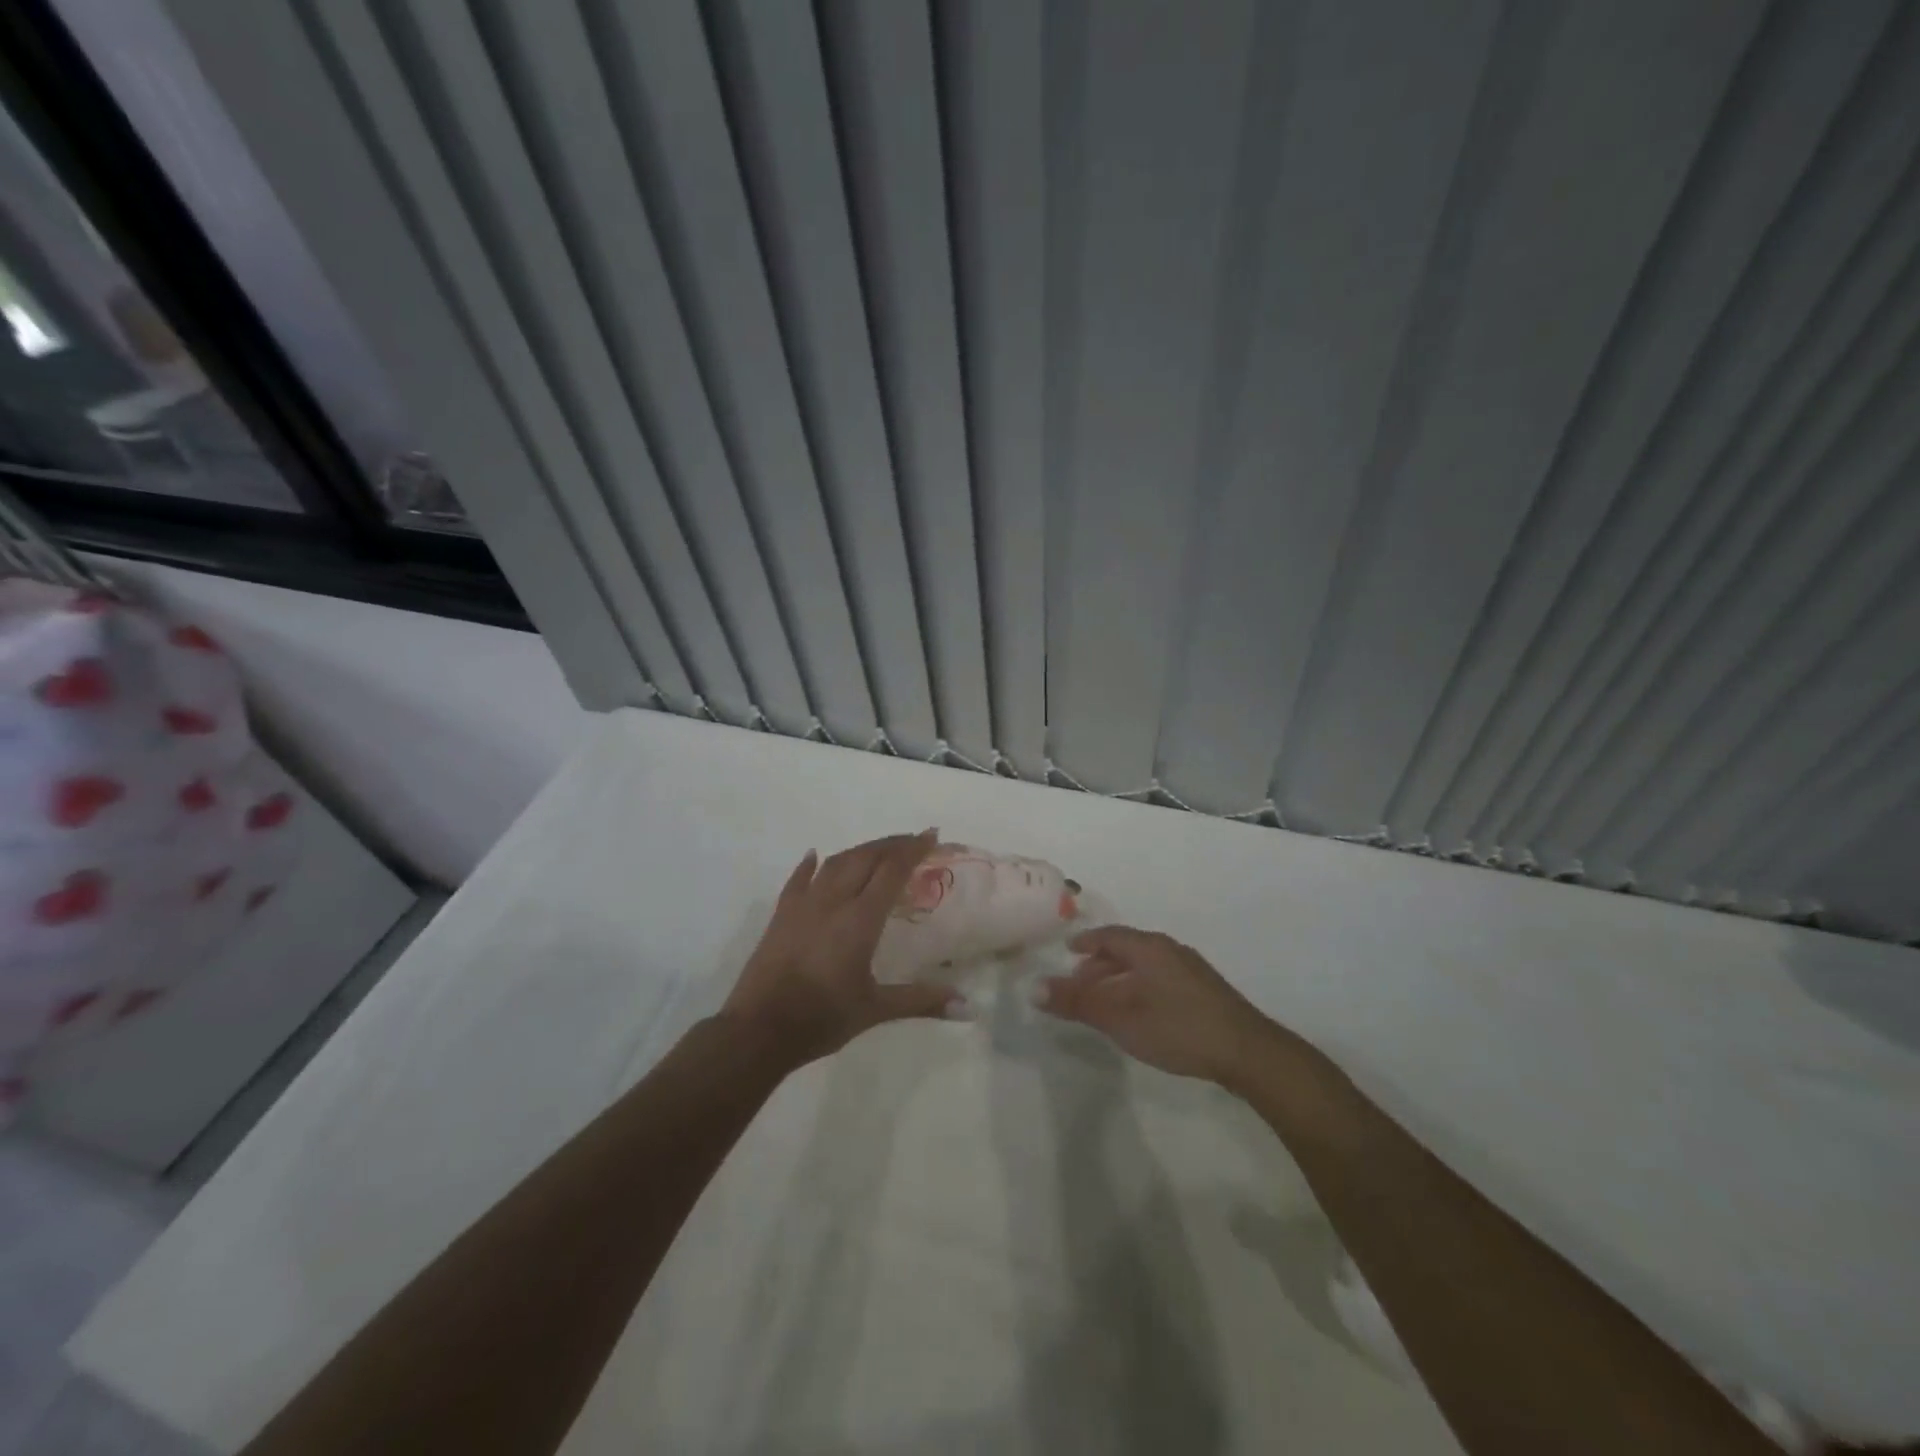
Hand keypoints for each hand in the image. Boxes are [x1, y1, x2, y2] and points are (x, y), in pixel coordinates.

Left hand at [721, 830, 956, 1067]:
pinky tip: (815, 856)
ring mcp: (803, 905)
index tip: (931, 835)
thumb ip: (921, 1001)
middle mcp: (833, 901)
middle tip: (913, 840)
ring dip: (860, 851)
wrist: (758, 1030)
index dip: (913, 849)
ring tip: (878, 849)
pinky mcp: (781, 916)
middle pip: (866, 858)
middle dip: (892, 844)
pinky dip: (811, 865)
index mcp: (860, 919)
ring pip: (835, 863)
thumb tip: (968, 1008)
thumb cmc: (822, 1018)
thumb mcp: (875, 1010)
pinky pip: (798, 880)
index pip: (892, 870)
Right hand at [1039, 926, 1308, 1087]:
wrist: (1247, 1051)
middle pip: (1127, 949)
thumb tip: (1034, 988)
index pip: (1110, 935)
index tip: (1068, 951)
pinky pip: (1161, 979)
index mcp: (1149, 948)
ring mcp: (1192, 970)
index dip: (1087, 942)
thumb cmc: (1177, 1027)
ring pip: (1145, 966)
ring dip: (1121, 978)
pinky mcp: (1206, 992)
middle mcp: (1170, 950)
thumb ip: (1077, 1002)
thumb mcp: (1119, 1017)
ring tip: (1106, 1003)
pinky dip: (1140, 988)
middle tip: (1080, 984)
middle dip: (1100, 964)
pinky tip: (1141, 1014)